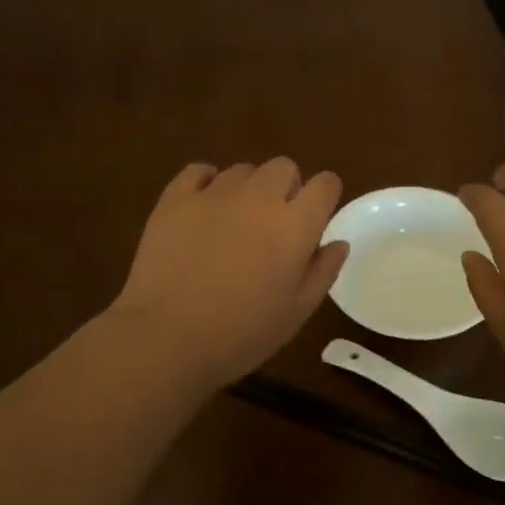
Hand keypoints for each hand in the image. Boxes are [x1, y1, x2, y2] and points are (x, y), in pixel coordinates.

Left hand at [111, 159, 348, 387]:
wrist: (167, 338)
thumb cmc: (242, 333)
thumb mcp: (296, 312)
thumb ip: (322, 272)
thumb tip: (338, 243)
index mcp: (295, 224)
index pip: (325, 184)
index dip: (325, 196)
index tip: (316, 216)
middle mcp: (259, 197)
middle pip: (284, 167)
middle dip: (286, 187)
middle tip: (273, 224)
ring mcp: (215, 193)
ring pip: (243, 170)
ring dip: (247, 189)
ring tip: (234, 222)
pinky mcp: (176, 198)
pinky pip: (198, 171)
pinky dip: (205, 183)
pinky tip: (203, 208)